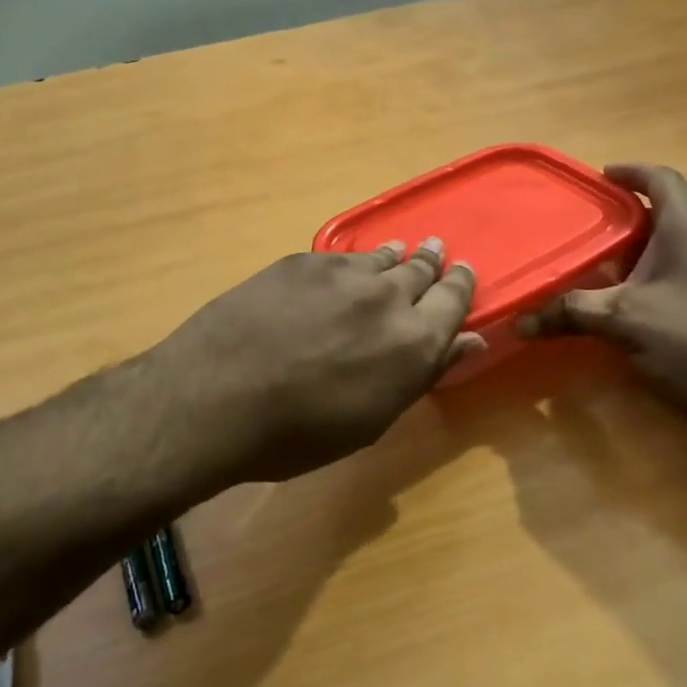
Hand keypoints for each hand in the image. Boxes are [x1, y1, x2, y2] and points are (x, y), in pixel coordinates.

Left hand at [148, 240, 481, 485]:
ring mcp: (343, 273)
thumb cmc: (298, 433)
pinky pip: (343, 257)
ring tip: (399, 253)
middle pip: (421, 271)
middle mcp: (388, 297)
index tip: (463, 274)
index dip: (461, 285)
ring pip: (382, 258)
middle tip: (434, 254)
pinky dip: (355, 262)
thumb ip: (424, 373)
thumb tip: (470, 342)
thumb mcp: (372, 418)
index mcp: (415, 343)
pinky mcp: (303, 262)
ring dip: (395, 258)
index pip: (454, 300)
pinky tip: (346, 268)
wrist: (216, 397)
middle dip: (431, 264)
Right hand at [520, 164, 686, 420]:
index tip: (600, 176)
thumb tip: (520, 321)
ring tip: (603, 266)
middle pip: (667, 212)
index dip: (630, 172)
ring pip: (677, 246)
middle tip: (588, 228)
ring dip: (642, 250)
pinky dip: (657, 276)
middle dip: (627, 217)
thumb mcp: (625, 321)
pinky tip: (635, 304)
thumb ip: (572, 313)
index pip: (661, 179)